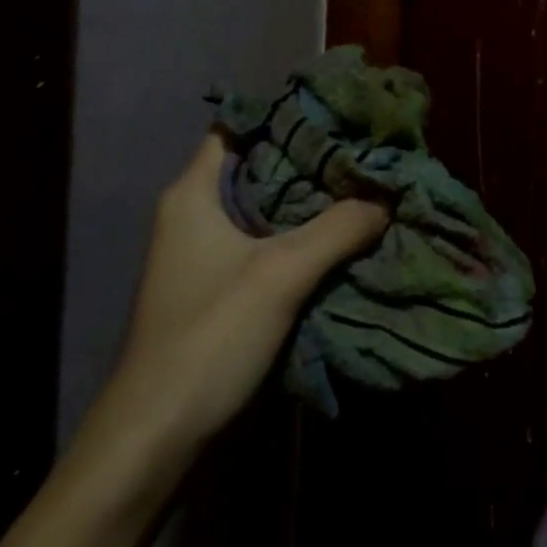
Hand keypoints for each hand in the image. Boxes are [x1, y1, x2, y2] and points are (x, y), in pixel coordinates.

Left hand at [78, 134, 388, 473]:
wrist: (158, 434)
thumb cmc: (209, 336)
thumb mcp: (280, 274)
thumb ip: (337, 228)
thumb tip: (387, 195)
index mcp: (193, 194)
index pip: (238, 128)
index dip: (285, 115)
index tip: (338, 113)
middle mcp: (196, 215)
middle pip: (259, 168)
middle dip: (311, 160)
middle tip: (365, 153)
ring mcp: (207, 254)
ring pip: (267, 210)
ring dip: (311, 204)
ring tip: (366, 189)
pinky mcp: (222, 289)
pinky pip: (268, 245)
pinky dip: (303, 239)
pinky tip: (345, 239)